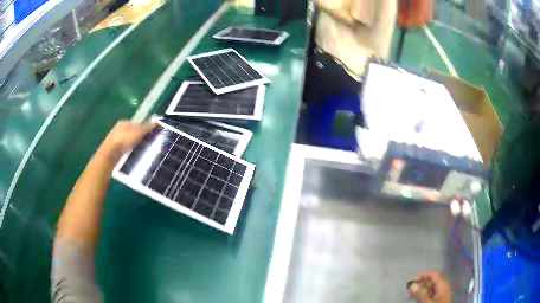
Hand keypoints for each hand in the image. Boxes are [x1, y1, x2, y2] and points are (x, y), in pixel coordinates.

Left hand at [98, 120, 156, 161]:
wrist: (109, 155)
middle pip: (133, 133)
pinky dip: (129, 153)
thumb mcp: (137, 132)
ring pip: (129, 142)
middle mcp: (119, 130)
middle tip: (147, 145)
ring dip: (134, 147)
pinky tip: (133, 157)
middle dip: (139, 138)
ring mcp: (116, 141)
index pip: (137, 124)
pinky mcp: (114, 151)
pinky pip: (125, 150)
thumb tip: (157, 123)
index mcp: (124, 122)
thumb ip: (147, 127)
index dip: (144, 129)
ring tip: (141, 152)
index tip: (150, 136)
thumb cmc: (123, 141)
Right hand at [407, 272, 452, 302]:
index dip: (423, 276)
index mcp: (442, 285)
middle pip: (432, 282)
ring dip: (420, 291)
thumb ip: (420, 294)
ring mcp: (442, 294)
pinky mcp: (439, 300)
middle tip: (409, 289)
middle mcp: (443, 287)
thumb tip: (412, 284)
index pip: (434, 275)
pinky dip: (424, 296)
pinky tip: (417, 299)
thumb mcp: (426, 302)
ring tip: (410, 295)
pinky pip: (431, 295)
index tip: (412, 280)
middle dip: (420, 284)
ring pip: (430, 289)